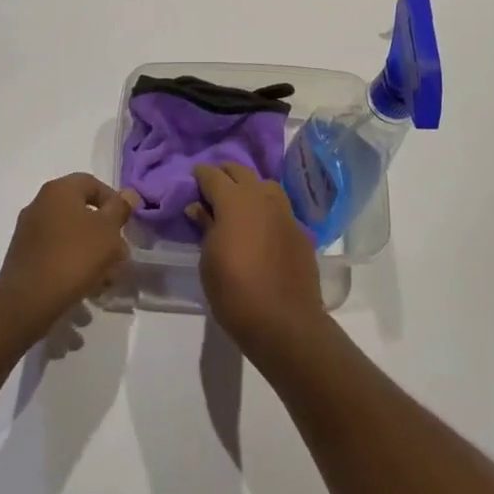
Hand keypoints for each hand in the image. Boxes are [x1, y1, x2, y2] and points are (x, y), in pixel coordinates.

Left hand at [0, 174, 139, 333]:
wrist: (28, 301)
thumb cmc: (74, 256)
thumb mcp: (108, 230)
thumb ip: (120, 209)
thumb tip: (129, 194)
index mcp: (59, 190)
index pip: (92, 183)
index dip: (114, 202)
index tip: (126, 225)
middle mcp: (40, 204)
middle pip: (82, 212)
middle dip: (104, 233)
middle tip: (119, 256)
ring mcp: (29, 231)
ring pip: (70, 235)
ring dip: (91, 252)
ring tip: (106, 279)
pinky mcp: (23, 257)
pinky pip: (56, 253)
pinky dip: (73, 264)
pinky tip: (86, 287)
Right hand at [186, 162, 326, 358]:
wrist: (284, 321)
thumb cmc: (234, 291)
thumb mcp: (209, 260)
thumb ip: (205, 227)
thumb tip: (199, 207)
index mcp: (234, 200)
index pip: (213, 175)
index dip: (201, 175)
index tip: (193, 178)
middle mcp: (261, 197)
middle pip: (241, 172)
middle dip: (225, 173)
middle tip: (213, 186)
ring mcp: (285, 212)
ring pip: (265, 185)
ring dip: (250, 187)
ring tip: (239, 203)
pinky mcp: (300, 230)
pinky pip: (280, 209)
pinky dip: (267, 210)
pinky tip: (261, 227)